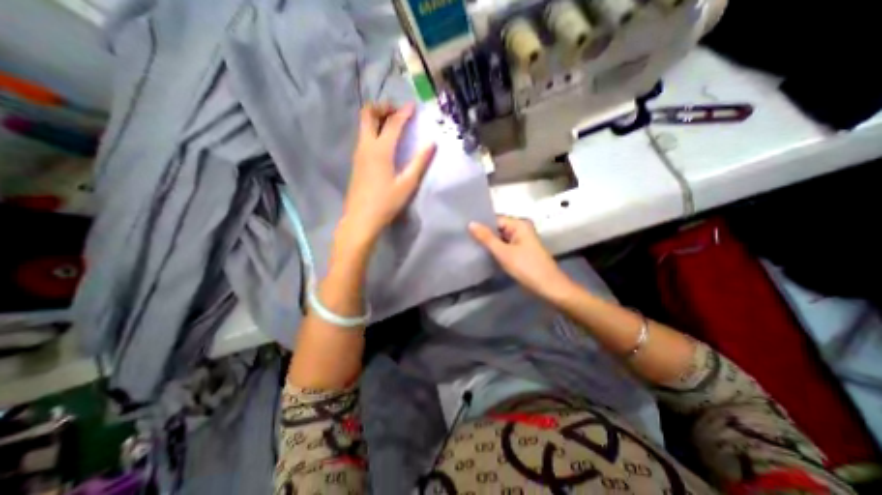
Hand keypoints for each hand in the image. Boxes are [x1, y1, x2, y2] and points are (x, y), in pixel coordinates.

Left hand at [336, 102, 434, 251]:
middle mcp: (366, 146)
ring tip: (393, 123)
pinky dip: (373, 129)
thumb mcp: (407, 184)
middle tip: (397, 111)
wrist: (361, 218)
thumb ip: (420, 162)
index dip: (404, 112)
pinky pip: (363, 136)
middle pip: (367, 114)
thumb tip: (432, 144)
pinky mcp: (356, 161)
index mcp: (380, 150)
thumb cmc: (386, 203)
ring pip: (363, 125)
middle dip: (382, 107)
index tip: (413, 105)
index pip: (392, 124)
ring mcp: (358, 153)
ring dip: (377, 117)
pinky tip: (384, 141)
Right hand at [468, 216, 572, 301]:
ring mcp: (521, 241)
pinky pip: (504, 247)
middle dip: (483, 235)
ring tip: (470, 246)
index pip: (495, 219)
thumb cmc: (527, 268)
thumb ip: (486, 238)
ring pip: (500, 239)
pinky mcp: (520, 252)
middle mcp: (521, 229)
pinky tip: (483, 254)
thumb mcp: (503, 252)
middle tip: (464, 239)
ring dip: (488, 243)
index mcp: (519, 224)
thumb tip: (470, 223)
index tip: (464, 230)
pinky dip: (495, 250)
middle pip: (497, 228)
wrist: (549, 288)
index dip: (481, 225)